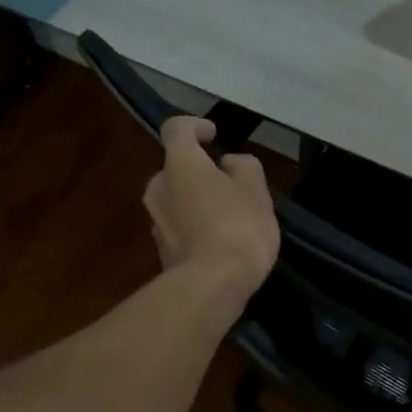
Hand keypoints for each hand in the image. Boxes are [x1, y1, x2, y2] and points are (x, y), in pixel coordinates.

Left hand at [144, 117, 279, 314]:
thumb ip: (244, 167)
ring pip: (177, 200)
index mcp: (180, 164)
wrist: (212, 285)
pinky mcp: (161, 251)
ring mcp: (156, 221)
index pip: (177, 129)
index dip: (195, 126)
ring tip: (228, 216)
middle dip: (199, 171)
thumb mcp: (256, 189)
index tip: (213, 135)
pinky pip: (179, 228)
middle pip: (176, 168)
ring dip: (197, 201)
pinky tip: (219, 242)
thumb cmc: (238, 226)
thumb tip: (228, 164)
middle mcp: (159, 187)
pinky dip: (195, 227)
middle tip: (229, 183)